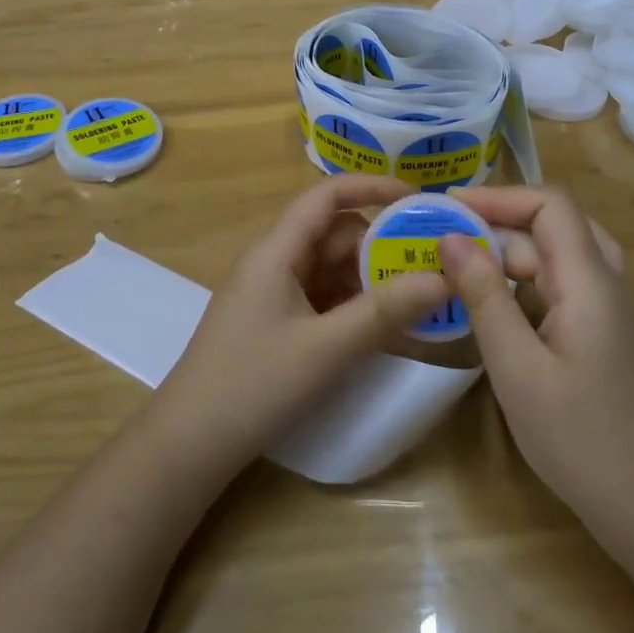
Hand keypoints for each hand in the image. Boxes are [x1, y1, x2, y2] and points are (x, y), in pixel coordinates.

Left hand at [151, 175, 451, 475]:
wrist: (189, 444)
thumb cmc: (254, 385)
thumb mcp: (327, 349)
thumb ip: (385, 312)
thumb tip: (443, 278)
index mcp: (277, 251)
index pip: (327, 196)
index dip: (372, 188)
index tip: (418, 200)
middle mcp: (274, 261)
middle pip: (334, 235)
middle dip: (381, 247)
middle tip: (431, 269)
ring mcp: (272, 293)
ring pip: (331, 268)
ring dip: (370, 281)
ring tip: (417, 303)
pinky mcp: (275, 321)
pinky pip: (321, 297)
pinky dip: (352, 306)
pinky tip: (382, 330)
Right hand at [442, 187, 633, 526]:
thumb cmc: (582, 439)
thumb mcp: (518, 368)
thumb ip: (484, 297)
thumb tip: (450, 238)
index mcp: (589, 280)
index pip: (548, 204)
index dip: (498, 197)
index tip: (447, 208)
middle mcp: (605, 282)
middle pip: (551, 226)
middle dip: (496, 224)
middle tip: (444, 240)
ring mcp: (607, 309)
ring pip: (555, 256)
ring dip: (507, 255)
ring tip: (457, 268)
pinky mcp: (603, 333)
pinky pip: (560, 286)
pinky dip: (522, 284)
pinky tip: (490, 307)